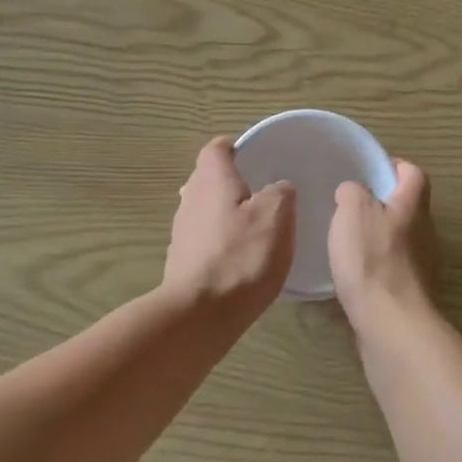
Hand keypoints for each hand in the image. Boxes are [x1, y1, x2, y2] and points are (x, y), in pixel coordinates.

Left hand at [162, 138, 295, 317]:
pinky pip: (204, 238)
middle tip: (262, 193)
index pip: (217, 148)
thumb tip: (278, 188)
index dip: (235, 147)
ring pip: (205, 209)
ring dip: (226, 213)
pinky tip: (240, 258)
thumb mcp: (277, 216)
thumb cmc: (242, 256)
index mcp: (212, 179)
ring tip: (255, 227)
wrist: (201, 313)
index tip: (256, 156)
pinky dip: (221, 240)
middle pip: (208, 178)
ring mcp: (182, 231)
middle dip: (232, 182)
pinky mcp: (181, 260)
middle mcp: (190, 198)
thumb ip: (280, 193)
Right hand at [329, 160, 435, 329]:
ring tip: (345, 240)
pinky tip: (351, 274)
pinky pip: (391, 269)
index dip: (393, 167)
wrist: (391, 324)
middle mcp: (424, 232)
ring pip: (399, 240)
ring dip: (377, 237)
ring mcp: (421, 266)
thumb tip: (353, 191)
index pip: (413, 174)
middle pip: (407, 208)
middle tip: (348, 206)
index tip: (367, 170)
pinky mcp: (410, 294)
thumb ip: (352, 192)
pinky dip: (374, 267)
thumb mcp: (353, 211)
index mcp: (413, 205)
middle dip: (381, 204)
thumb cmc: (373, 259)